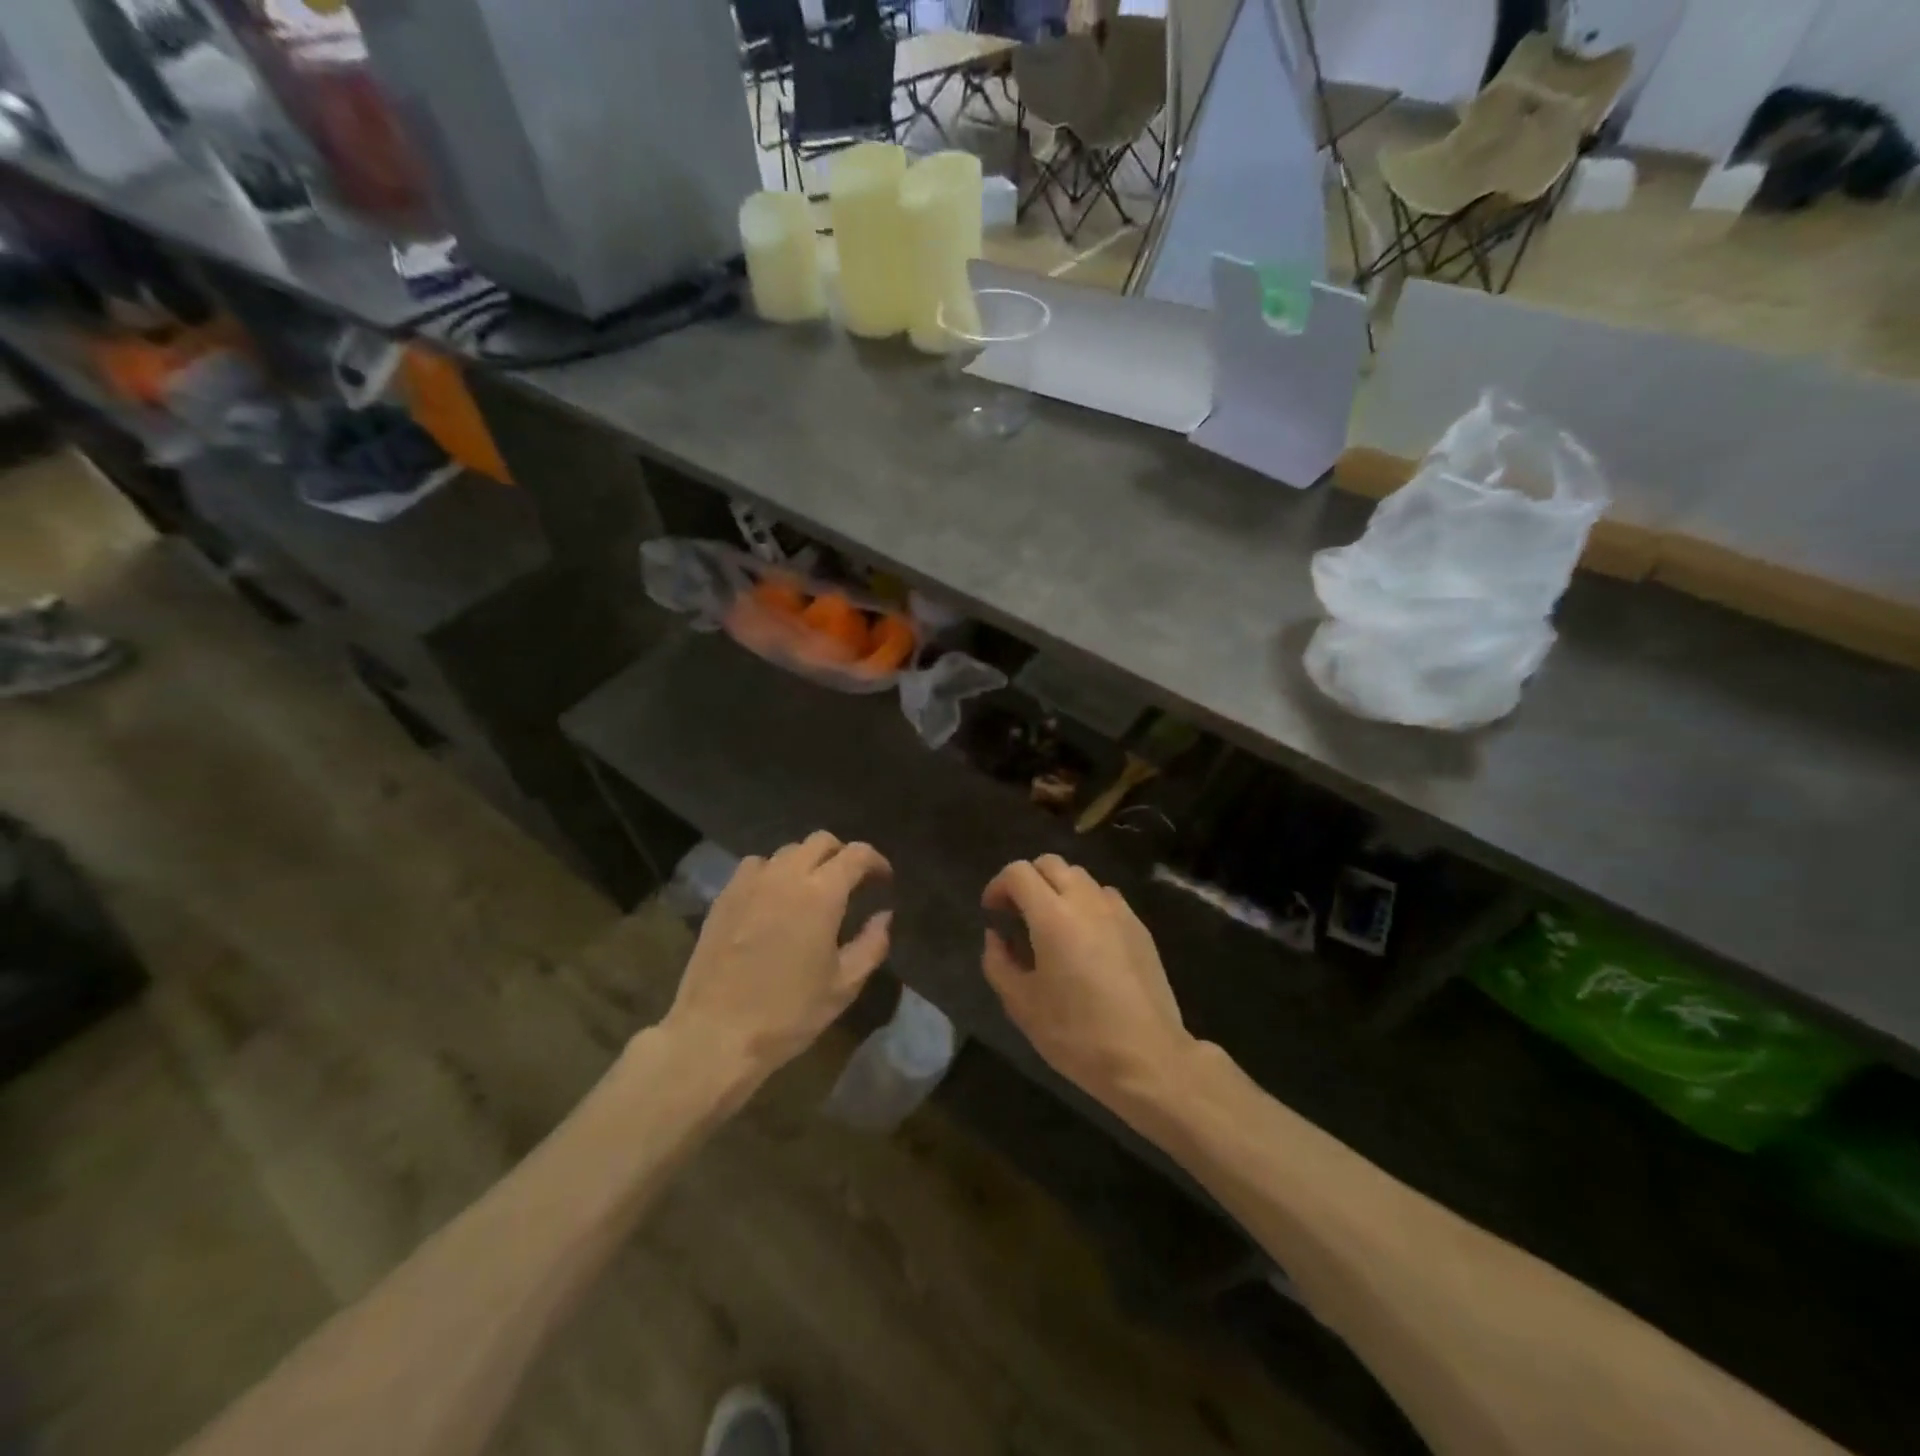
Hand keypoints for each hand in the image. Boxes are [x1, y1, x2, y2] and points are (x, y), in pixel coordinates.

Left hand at [665, 832, 891, 1080]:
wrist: (715, 1033)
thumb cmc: (788, 1013)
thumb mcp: (844, 986)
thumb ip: (871, 944)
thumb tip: (883, 915)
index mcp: (821, 894)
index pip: (856, 854)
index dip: (876, 861)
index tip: (884, 880)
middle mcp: (786, 876)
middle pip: (821, 841)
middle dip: (842, 855)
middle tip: (851, 882)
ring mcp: (750, 883)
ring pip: (787, 851)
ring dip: (807, 862)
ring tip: (812, 890)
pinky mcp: (724, 896)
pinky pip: (755, 866)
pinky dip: (773, 872)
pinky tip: (774, 898)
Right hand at [981, 855, 1194, 1106]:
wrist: (1147, 1057)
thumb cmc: (1077, 1034)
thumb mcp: (1022, 1005)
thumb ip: (998, 962)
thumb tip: (996, 936)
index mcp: (1053, 916)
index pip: (1019, 873)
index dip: (998, 886)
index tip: (992, 912)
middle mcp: (1086, 901)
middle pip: (1050, 864)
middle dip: (1027, 880)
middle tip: (1017, 914)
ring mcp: (1118, 911)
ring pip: (1080, 877)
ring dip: (1058, 889)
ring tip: (1051, 925)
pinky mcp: (1139, 926)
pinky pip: (1104, 897)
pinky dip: (1085, 903)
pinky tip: (1084, 939)